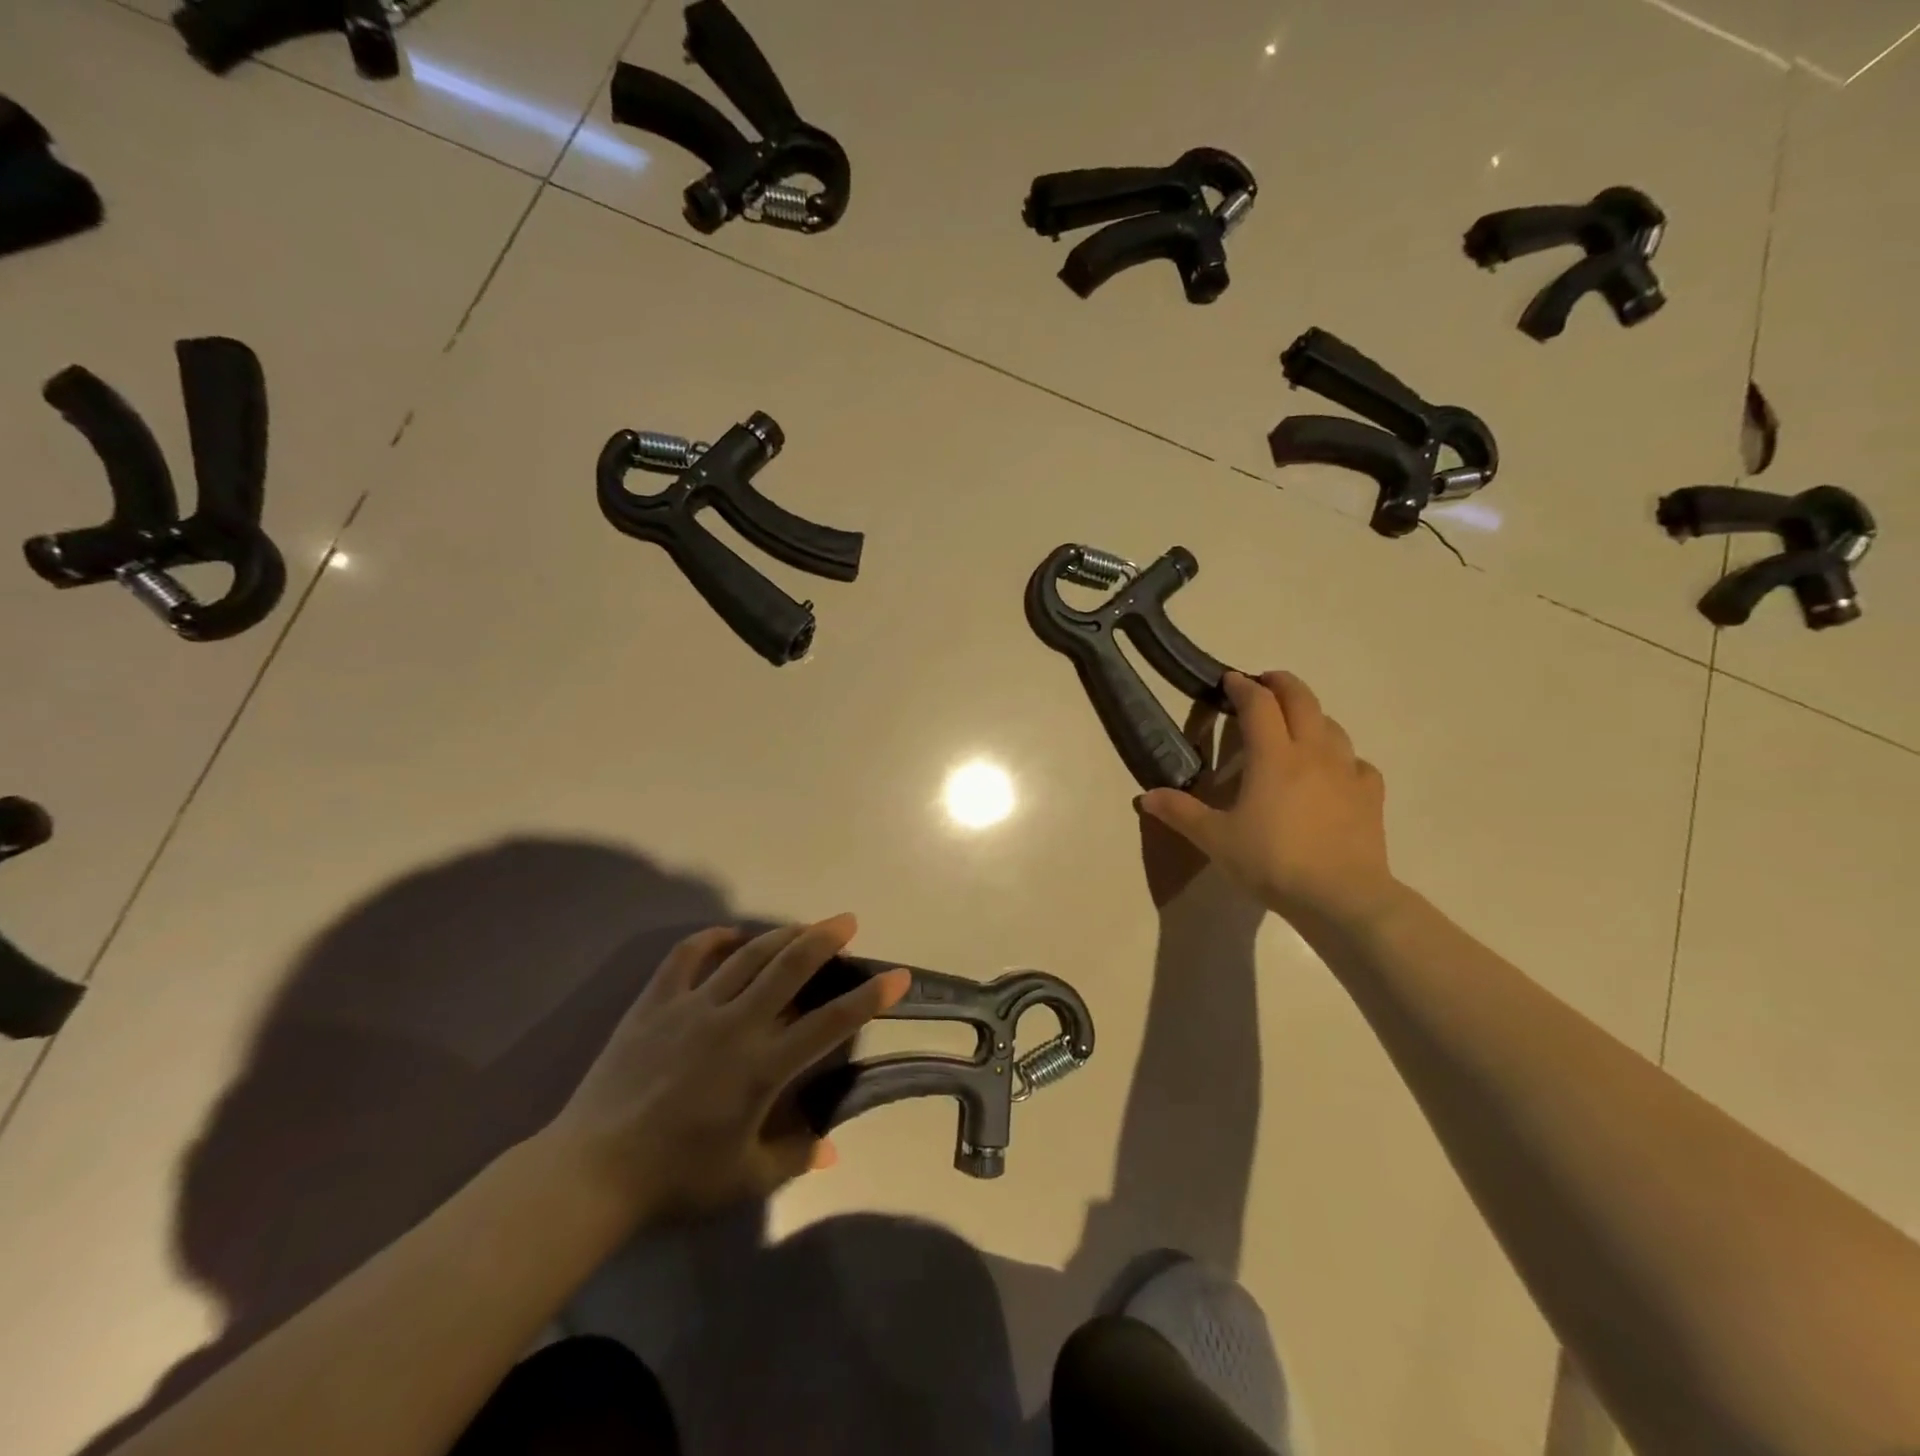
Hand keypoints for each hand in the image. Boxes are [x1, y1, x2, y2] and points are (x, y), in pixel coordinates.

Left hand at [547, 915, 909, 1224]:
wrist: (590, 1172)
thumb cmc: (674, 1180)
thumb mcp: (745, 1179)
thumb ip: (794, 1155)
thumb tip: (833, 1147)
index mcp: (762, 1067)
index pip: (830, 1023)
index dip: (869, 997)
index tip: (897, 975)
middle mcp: (734, 1024)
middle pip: (789, 967)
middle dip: (824, 939)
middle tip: (847, 921)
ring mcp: (692, 1007)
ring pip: (747, 955)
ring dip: (780, 935)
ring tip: (802, 926)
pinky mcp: (655, 1002)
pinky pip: (687, 956)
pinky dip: (711, 939)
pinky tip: (728, 936)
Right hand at [1138, 672, 1396, 932]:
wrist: (1341, 896)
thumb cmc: (1271, 861)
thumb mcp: (1215, 839)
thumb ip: (1181, 813)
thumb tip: (1145, 797)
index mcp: (1272, 756)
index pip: (1258, 704)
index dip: (1242, 687)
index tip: (1229, 681)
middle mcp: (1312, 752)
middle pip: (1301, 700)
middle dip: (1281, 684)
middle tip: (1265, 683)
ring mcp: (1347, 771)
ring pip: (1332, 726)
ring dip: (1311, 715)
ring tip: (1296, 724)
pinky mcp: (1370, 795)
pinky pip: (1356, 762)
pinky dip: (1341, 756)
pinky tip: (1334, 771)